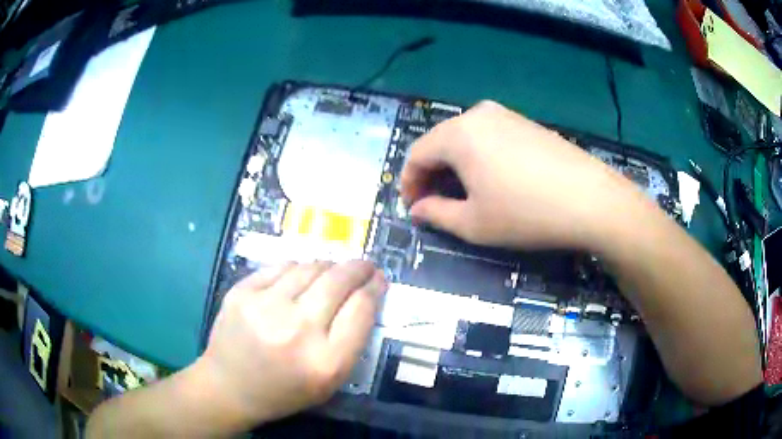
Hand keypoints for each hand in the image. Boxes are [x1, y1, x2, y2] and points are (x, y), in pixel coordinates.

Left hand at [196, 260, 386, 425]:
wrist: (229, 387)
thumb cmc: (284, 390)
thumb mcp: (329, 382)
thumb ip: (351, 341)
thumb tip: (365, 294)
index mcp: (326, 362)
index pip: (362, 309)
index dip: (375, 287)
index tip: (379, 280)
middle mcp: (297, 330)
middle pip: (339, 281)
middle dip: (359, 267)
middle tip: (365, 265)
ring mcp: (265, 306)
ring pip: (310, 267)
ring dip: (329, 266)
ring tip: (332, 272)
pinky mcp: (241, 292)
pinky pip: (281, 267)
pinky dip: (297, 269)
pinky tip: (299, 277)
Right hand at [401, 100, 637, 249]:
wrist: (591, 200)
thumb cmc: (526, 214)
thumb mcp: (474, 223)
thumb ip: (436, 214)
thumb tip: (417, 209)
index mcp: (458, 134)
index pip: (417, 154)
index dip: (408, 182)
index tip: (412, 207)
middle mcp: (478, 115)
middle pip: (440, 142)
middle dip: (431, 173)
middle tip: (434, 202)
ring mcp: (506, 115)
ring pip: (465, 138)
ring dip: (455, 165)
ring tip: (462, 192)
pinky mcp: (526, 122)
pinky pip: (489, 136)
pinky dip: (479, 157)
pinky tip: (492, 178)